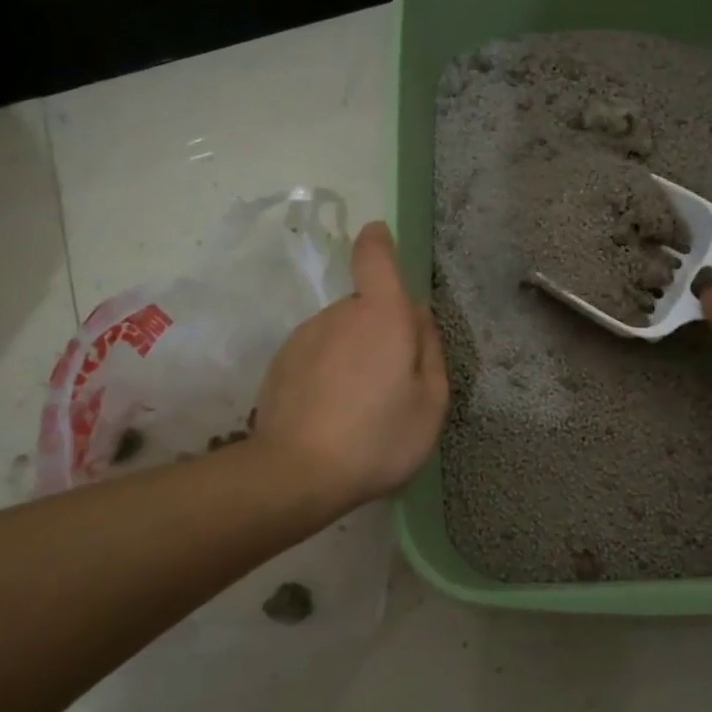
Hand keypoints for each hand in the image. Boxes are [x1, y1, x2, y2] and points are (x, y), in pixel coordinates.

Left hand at [253, 222, 449, 514]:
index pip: (375, 256)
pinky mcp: (280, 363)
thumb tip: (418, 317)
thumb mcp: (431, 402)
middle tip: (394, 382)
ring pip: (340, 333)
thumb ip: (430, 351)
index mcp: (381, 315)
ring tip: (361, 406)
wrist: (296, 473)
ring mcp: (304, 337)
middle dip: (381, 331)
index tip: (381, 238)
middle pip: (365, 306)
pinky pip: (316, 354)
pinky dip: (328, 373)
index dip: (379, 242)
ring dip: (354, 354)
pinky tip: (332, 414)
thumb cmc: (378, 437)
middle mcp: (339, 314)